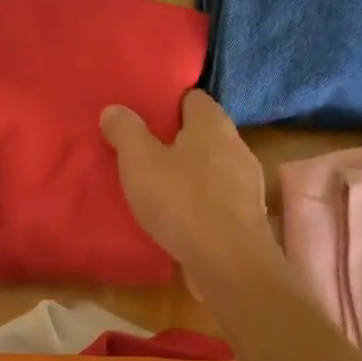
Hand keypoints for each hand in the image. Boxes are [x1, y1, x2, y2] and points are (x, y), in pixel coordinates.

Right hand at [99, 89, 273, 276]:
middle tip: (142, 152)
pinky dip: (198, 201)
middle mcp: (236, 145)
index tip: (142, 117)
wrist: (229, 262)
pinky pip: (217, 197)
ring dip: (187, 173)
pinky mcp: (247, 215)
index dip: (166, 104)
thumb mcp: (140, 162)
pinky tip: (178, 216)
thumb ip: (125, 131)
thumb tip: (114, 109)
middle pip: (202, 133)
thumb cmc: (182, 201)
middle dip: (175, 140)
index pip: (191, 97)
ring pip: (210, 167)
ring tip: (156, 186)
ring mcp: (246, 182)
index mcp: (213, 123)